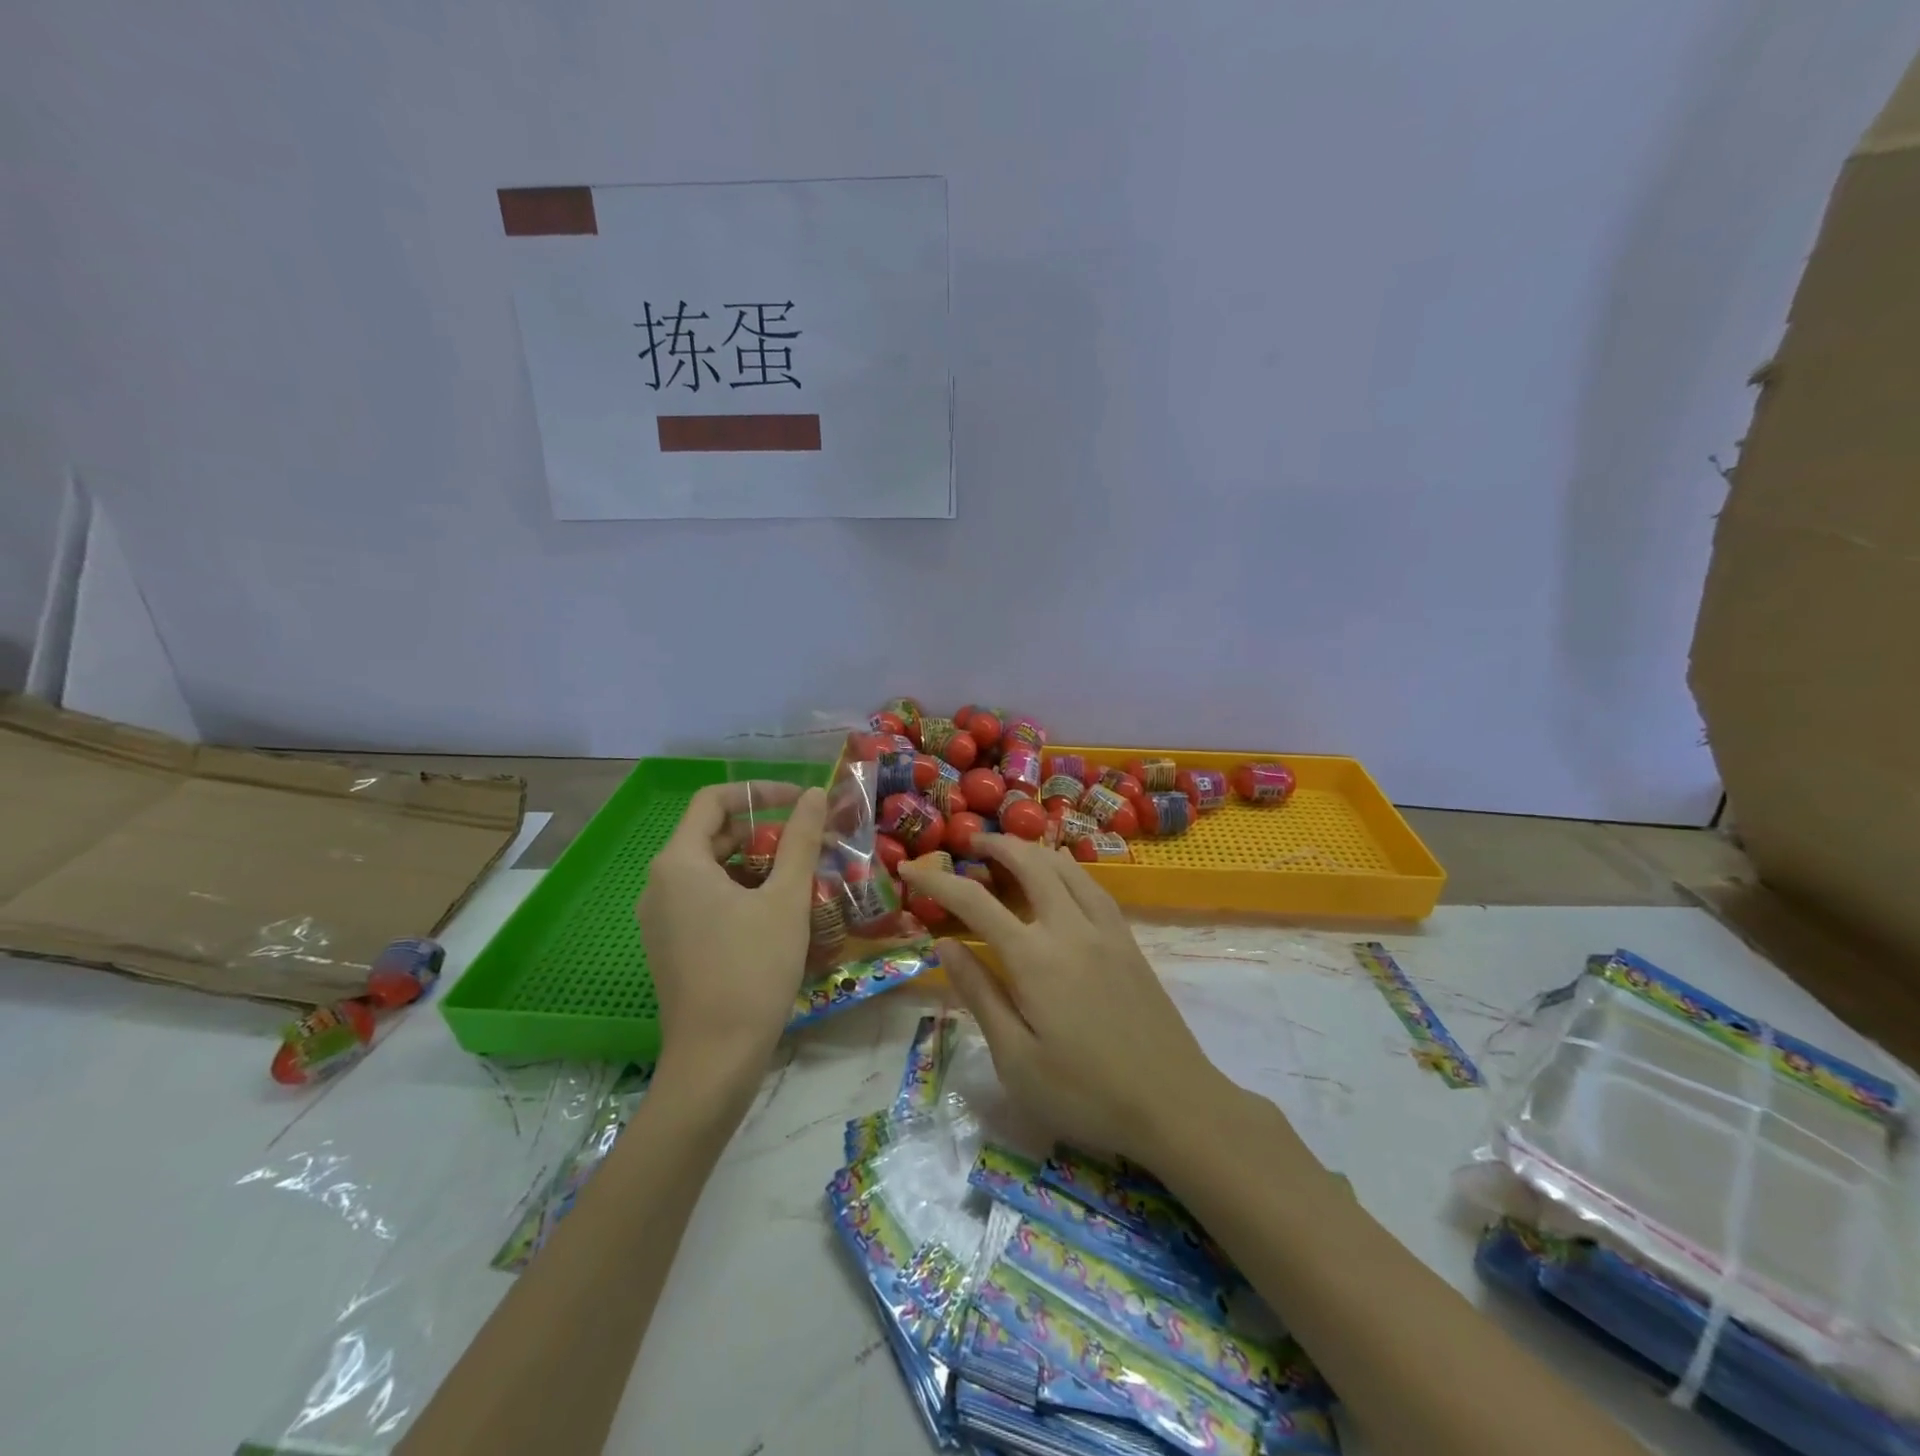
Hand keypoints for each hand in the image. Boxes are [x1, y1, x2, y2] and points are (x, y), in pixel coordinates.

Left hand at [636, 782, 827, 1078]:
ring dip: (753, 865)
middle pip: (711, 835)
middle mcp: (659, 884)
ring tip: (797, 881)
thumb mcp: (786, 898)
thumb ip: (800, 839)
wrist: (715, 1058)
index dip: (758, 793)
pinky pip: (702, 901)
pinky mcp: (668, 946)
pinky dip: (737, 894)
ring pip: (709, 871)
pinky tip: (773, 916)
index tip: (798, 803)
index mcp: (679, 862)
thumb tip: (814, 794)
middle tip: (806, 846)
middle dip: (761, 833)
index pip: (713, 800)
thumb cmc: (753, 968)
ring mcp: (659, 919)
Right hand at [899, 836, 1223, 1166]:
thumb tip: (944, 944)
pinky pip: (1093, 886)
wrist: (1174, 1104)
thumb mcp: (1015, 1058)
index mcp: (1033, 958)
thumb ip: (979, 993)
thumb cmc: (1084, 1093)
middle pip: (1029, 864)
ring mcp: (1105, 930)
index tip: (909, 869)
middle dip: (996, 845)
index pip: (974, 902)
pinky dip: (1067, 868)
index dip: (937, 880)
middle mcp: (1069, 928)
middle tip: (970, 844)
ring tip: (1011, 851)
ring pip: (1065, 867)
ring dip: (1033, 849)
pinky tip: (1062, 877)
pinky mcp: (1128, 941)